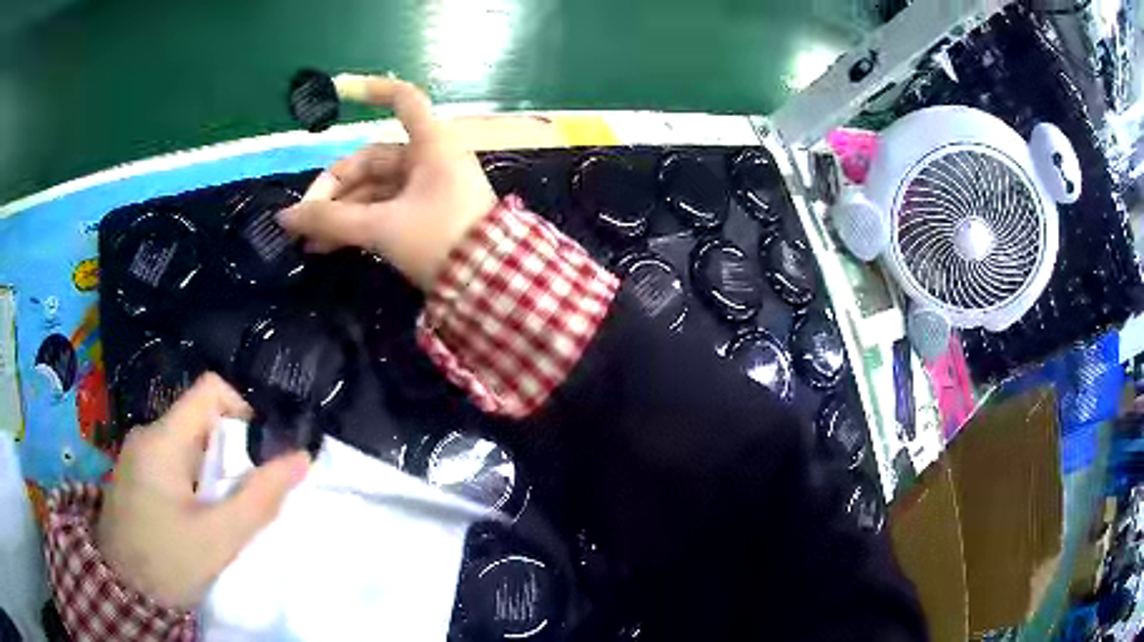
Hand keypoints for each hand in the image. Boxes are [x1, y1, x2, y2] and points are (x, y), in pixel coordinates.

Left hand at [97, 373, 310, 608]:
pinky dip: (196, 481)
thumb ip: (259, 498)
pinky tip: (199, 517)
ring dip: (214, 472)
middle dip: (231, 453)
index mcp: (163, 439)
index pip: (210, 390)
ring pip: (189, 444)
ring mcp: (139, 454)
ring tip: (223, 514)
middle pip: (201, 420)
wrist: (123, 590)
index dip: (243, 408)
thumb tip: (301, 458)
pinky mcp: (137, 474)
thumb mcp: (218, 538)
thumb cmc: (167, 561)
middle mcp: (148, 434)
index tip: (262, 451)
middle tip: (246, 497)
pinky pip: (174, 462)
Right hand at [277, 76, 497, 290]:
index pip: (404, 99)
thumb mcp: (381, 227)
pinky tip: (327, 245)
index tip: (341, 90)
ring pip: (373, 189)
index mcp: (430, 144)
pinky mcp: (424, 214)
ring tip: (309, 241)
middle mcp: (428, 158)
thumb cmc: (439, 240)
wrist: (488, 284)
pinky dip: (356, 223)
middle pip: (370, 160)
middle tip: (304, 220)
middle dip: (334, 189)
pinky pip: (382, 209)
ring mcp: (427, 187)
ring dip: (340, 212)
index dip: (373, 89)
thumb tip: (286, 217)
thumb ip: (331, 220)